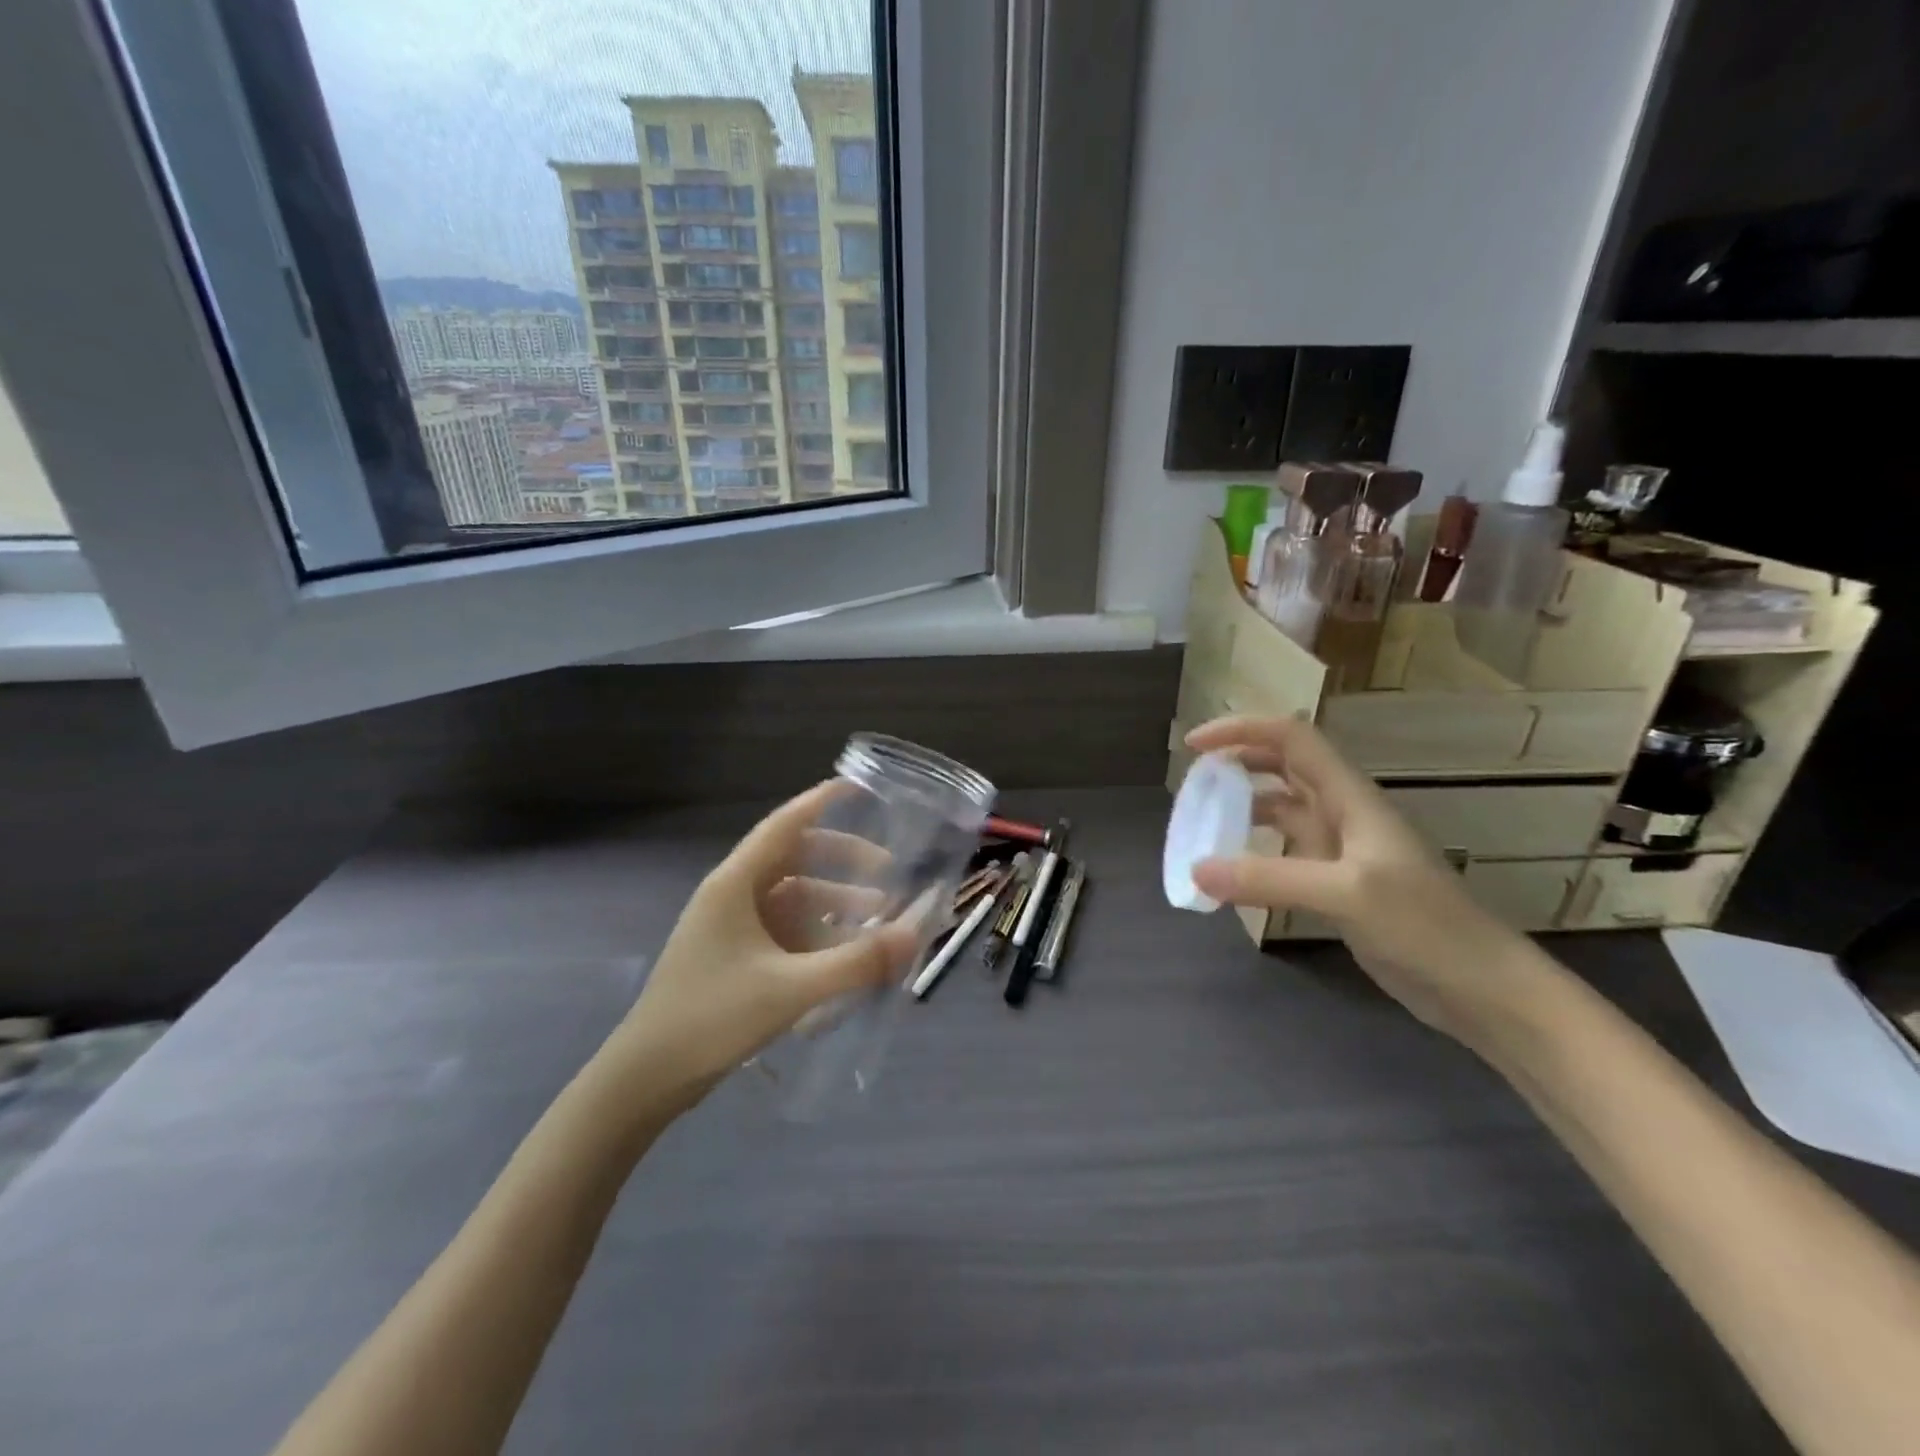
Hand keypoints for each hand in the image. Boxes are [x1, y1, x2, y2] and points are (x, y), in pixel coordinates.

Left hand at [608, 782, 918, 1094]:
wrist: (646, 1078)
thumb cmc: (713, 1018)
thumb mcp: (792, 989)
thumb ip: (857, 962)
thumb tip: (914, 935)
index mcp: (736, 884)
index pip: (784, 825)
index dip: (820, 802)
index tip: (860, 790)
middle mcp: (733, 895)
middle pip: (795, 860)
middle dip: (843, 862)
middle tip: (889, 873)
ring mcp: (732, 927)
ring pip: (793, 898)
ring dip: (835, 902)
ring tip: (879, 920)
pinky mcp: (735, 957)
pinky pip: (786, 930)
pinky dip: (819, 933)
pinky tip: (848, 954)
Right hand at [1185, 715, 1525, 1041]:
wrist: (1482, 987)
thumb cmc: (1424, 926)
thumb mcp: (1344, 894)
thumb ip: (1268, 879)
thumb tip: (1196, 869)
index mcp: (1350, 797)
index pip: (1291, 738)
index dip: (1241, 730)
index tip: (1194, 745)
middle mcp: (1343, 813)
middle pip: (1285, 764)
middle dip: (1238, 760)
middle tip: (1193, 779)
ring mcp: (1342, 849)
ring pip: (1283, 808)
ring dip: (1244, 803)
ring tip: (1204, 818)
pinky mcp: (1338, 884)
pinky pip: (1286, 851)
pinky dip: (1254, 850)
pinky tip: (1232, 870)